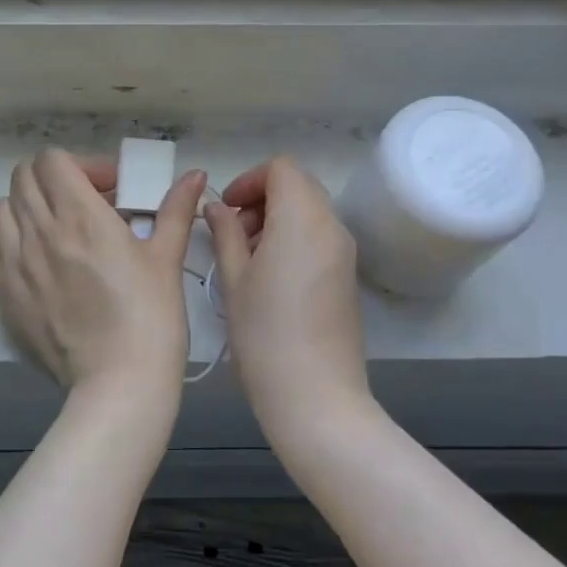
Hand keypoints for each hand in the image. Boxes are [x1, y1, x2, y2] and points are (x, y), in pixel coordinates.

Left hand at [0, 150, 206, 402]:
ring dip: (28, 207)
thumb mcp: (166, 257)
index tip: (107, 189)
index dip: (80, 165)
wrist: (117, 383)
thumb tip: (195, 175)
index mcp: (79, 215)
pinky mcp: (2, 293)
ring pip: (3, 209)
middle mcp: (38, 231)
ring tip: (58, 231)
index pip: (52, 160)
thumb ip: (176, 209)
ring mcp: (13, 263)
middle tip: (84, 204)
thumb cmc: (150, 316)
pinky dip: (14, 242)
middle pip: (23, 177)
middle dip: (53, 180)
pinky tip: (42, 264)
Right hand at [206, 158, 370, 444]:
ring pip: (309, 210)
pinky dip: (293, 238)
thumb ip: (224, 233)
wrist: (317, 398)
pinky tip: (270, 278)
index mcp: (302, 219)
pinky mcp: (348, 276)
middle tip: (232, 235)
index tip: (226, 211)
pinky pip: (320, 236)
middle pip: (298, 185)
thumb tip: (217, 207)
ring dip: (276, 219)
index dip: (249, 180)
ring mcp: (345, 252)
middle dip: (261, 199)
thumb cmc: (265, 335)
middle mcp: (332, 226)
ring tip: (247, 260)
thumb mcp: (233, 279)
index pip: (281, 168)